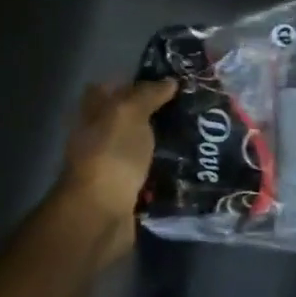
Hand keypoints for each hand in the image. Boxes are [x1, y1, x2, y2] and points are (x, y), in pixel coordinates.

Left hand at [41, 77, 177, 261]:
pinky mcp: (129, 190)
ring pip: (143, 147)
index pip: (111, 88)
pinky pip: (152, 174)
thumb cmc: (111, 156)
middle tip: (194, 107)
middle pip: (130, 118)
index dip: (137, 82)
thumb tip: (169, 82)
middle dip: (158, 113)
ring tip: (203, 134)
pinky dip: (169, 170)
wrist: (100, 214)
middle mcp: (100, 137)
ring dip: (166, 143)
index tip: (171, 81)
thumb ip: (148, 94)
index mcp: (93, 114)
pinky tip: (195, 164)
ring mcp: (114, 165)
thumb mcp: (129, 114)